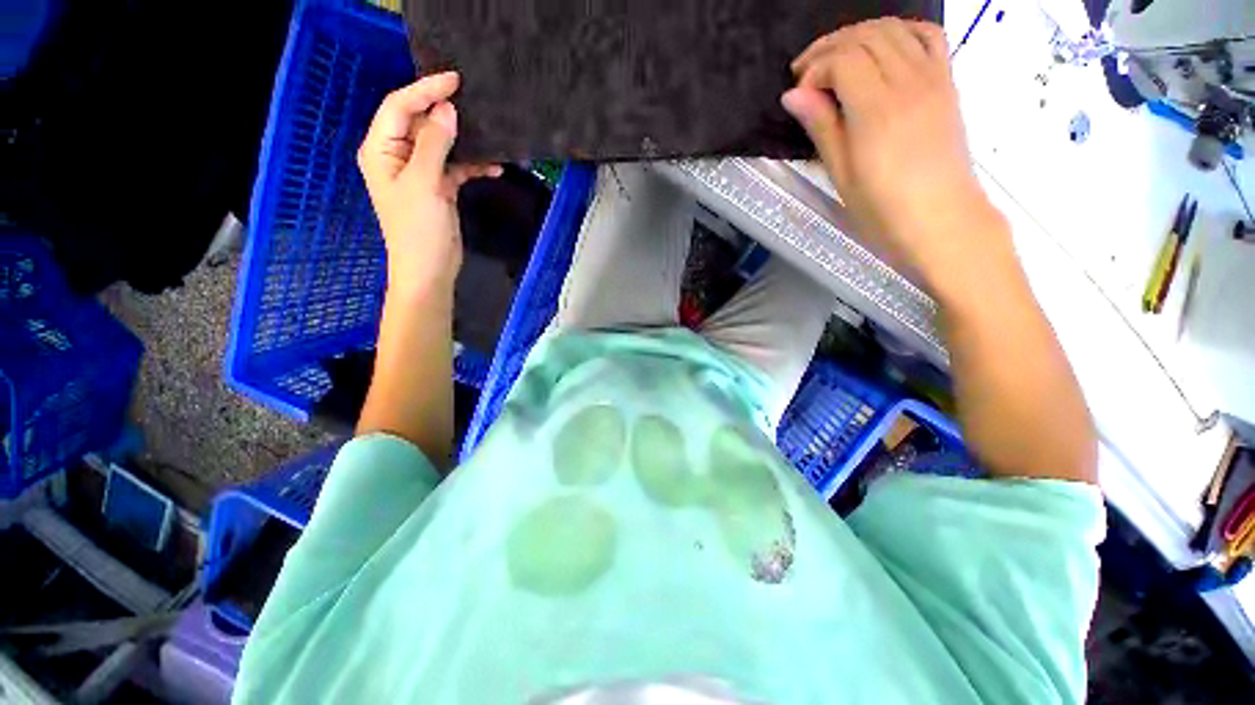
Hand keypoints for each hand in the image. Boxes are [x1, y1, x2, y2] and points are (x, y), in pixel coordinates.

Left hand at [358, 72, 500, 292]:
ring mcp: (419, 172)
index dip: (425, 90)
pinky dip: (473, 165)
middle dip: (444, 110)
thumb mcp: (424, 183)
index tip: (455, 80)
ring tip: (487, 130)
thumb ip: (434, 144)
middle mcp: (397, 156)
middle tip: (472, 99)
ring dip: (463, 139)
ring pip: (441, 143)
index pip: (399, 107)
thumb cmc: (418, 229)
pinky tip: (495, 167)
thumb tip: (447, 110)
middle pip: (420, 121)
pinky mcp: (438, 187)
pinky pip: (456, 167)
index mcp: (381, 149)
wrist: (430, 270)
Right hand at [782, 19, 1003, 285]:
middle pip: (866, 36)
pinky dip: (900, 31)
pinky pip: (927, 35)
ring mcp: (933, 77)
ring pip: (894, 29)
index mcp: (877, 110)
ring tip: (837, 60)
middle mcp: (908, 82)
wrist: (942, 220)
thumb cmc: (883, 209)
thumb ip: (821, 127)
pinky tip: (883, 48)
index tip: (799, 95)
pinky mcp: (947, 82)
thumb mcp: (841, 174)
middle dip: (830, 47)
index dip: (814, 70)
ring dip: (859, 35)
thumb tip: (793, 96)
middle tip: (807, 74)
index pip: (843, 60)